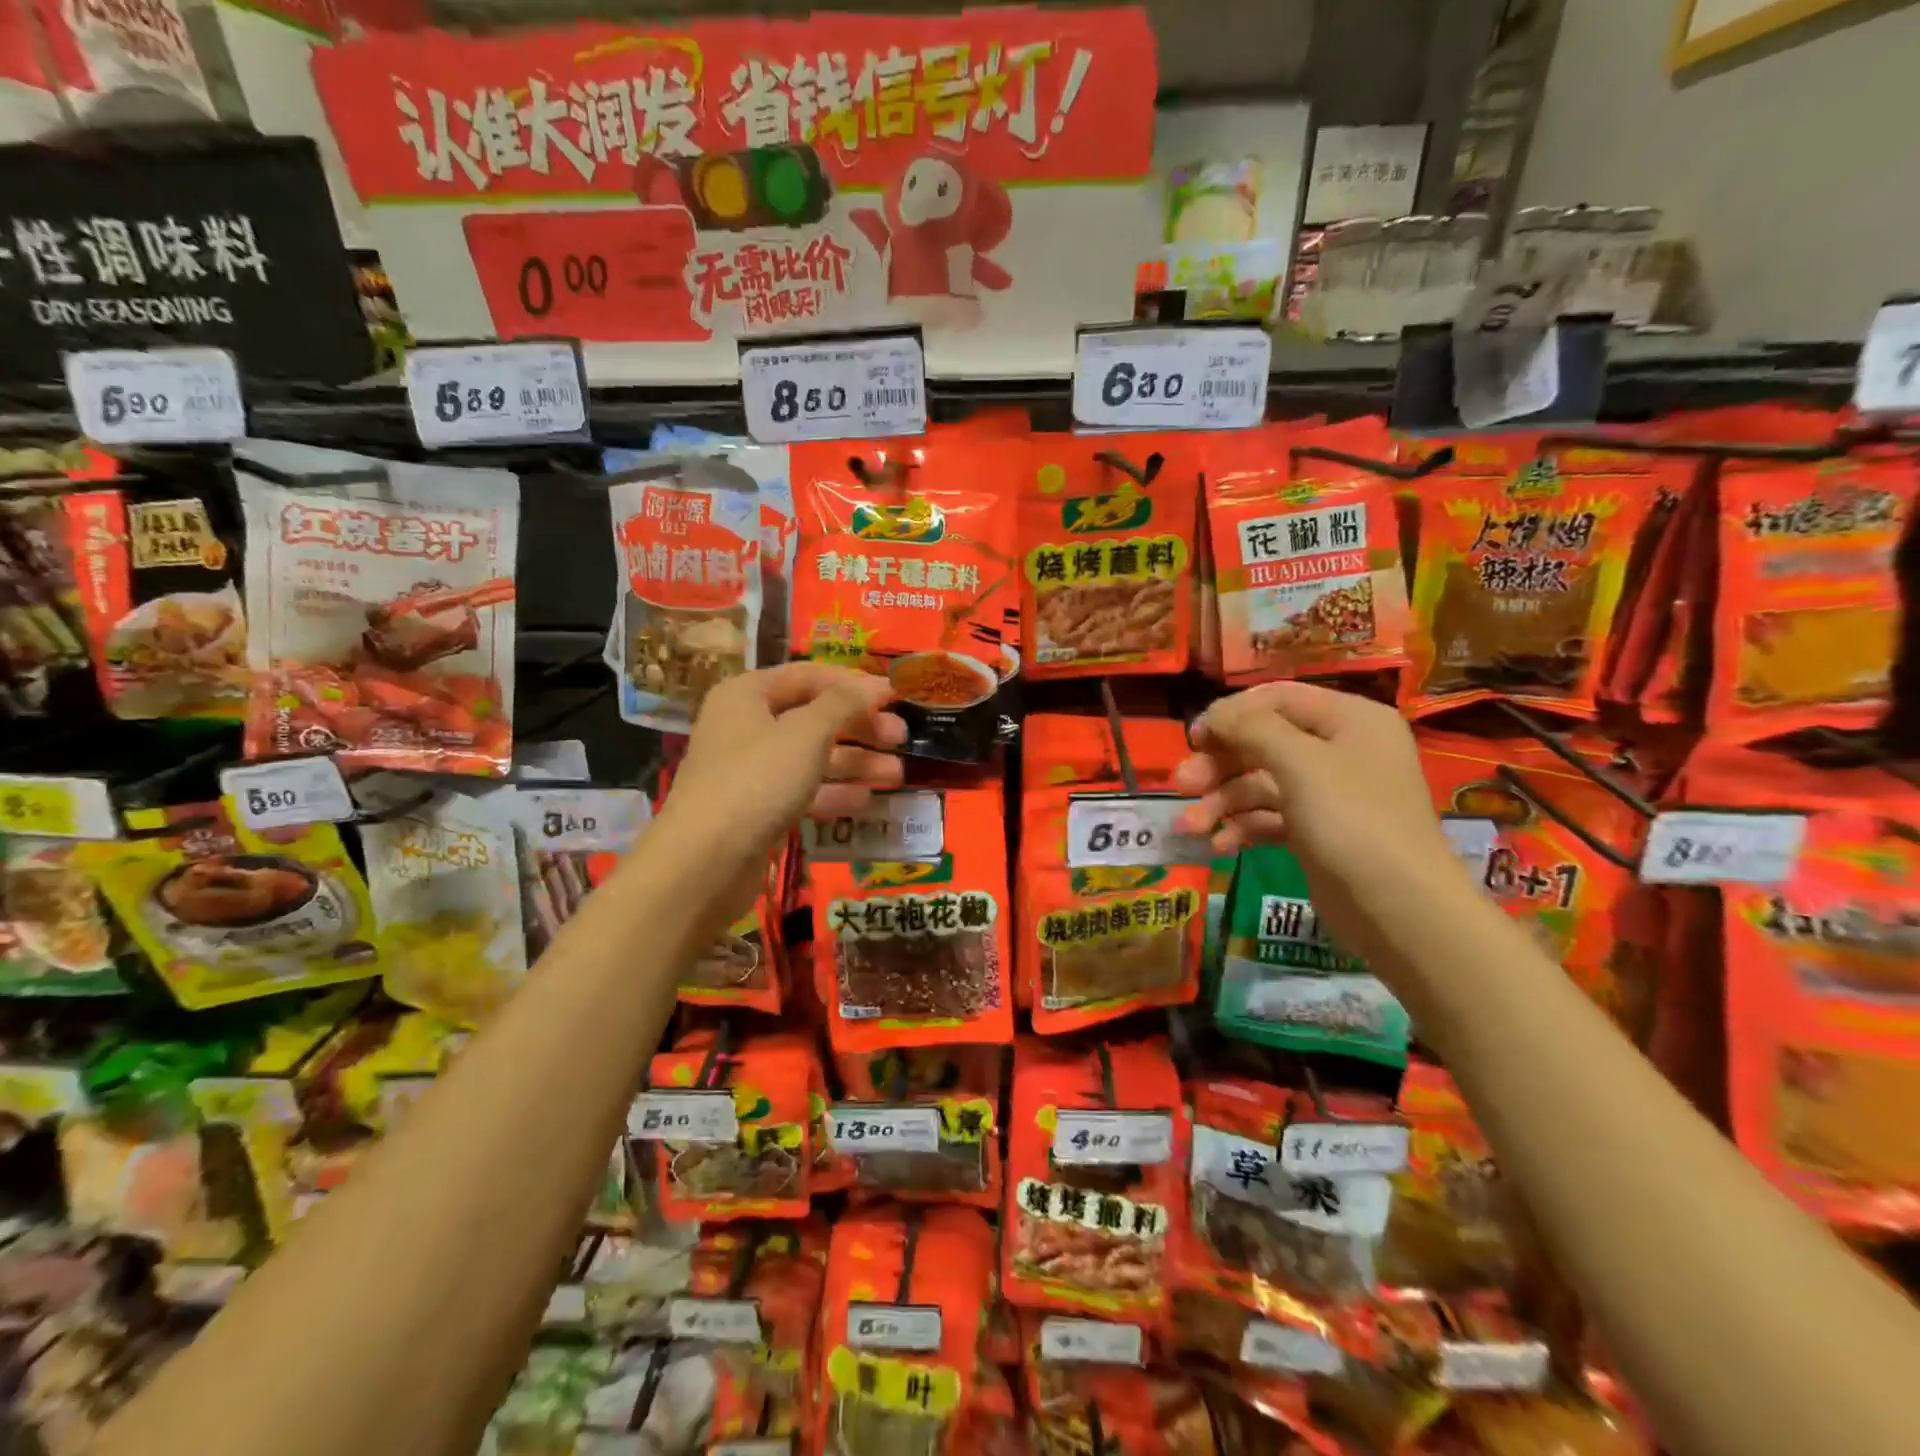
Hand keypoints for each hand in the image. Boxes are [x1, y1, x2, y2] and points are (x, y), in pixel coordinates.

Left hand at [656, 664, 904, 877]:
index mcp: (748, 694)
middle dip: (860, 727)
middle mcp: (746, 726)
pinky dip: (834, 793)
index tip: (897, 696)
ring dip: (855, 763)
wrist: (704, 862)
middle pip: (814, 717)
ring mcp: (751, 770)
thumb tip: (875, 685)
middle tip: (901, 738)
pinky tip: (866, 801)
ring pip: (812, 757)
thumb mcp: (807, 733)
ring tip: (897, 775)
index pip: (810, 676)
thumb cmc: (757, 780)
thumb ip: (844, 704)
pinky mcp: (757, 809)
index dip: (855, 684)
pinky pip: (803, 790)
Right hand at [1175, 682, 1462, 961]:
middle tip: (1181, 785)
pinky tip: (1218, 846)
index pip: (1277, 699)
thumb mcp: (1300, 762)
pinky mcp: (1317, 833)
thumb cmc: (1352, 821)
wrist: (1400, 910)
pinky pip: (1270, 818)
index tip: (1193, 738)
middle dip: (1219, 765)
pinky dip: (1242, 827)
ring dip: (1221, 802)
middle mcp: (1341, 750)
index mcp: (1349, 719)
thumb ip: (1251, 728)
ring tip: (1189, 828)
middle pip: (1263, 743)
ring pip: (1261, 784)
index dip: (1231, 715)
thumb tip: (1213, 714)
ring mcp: (1329, 795)